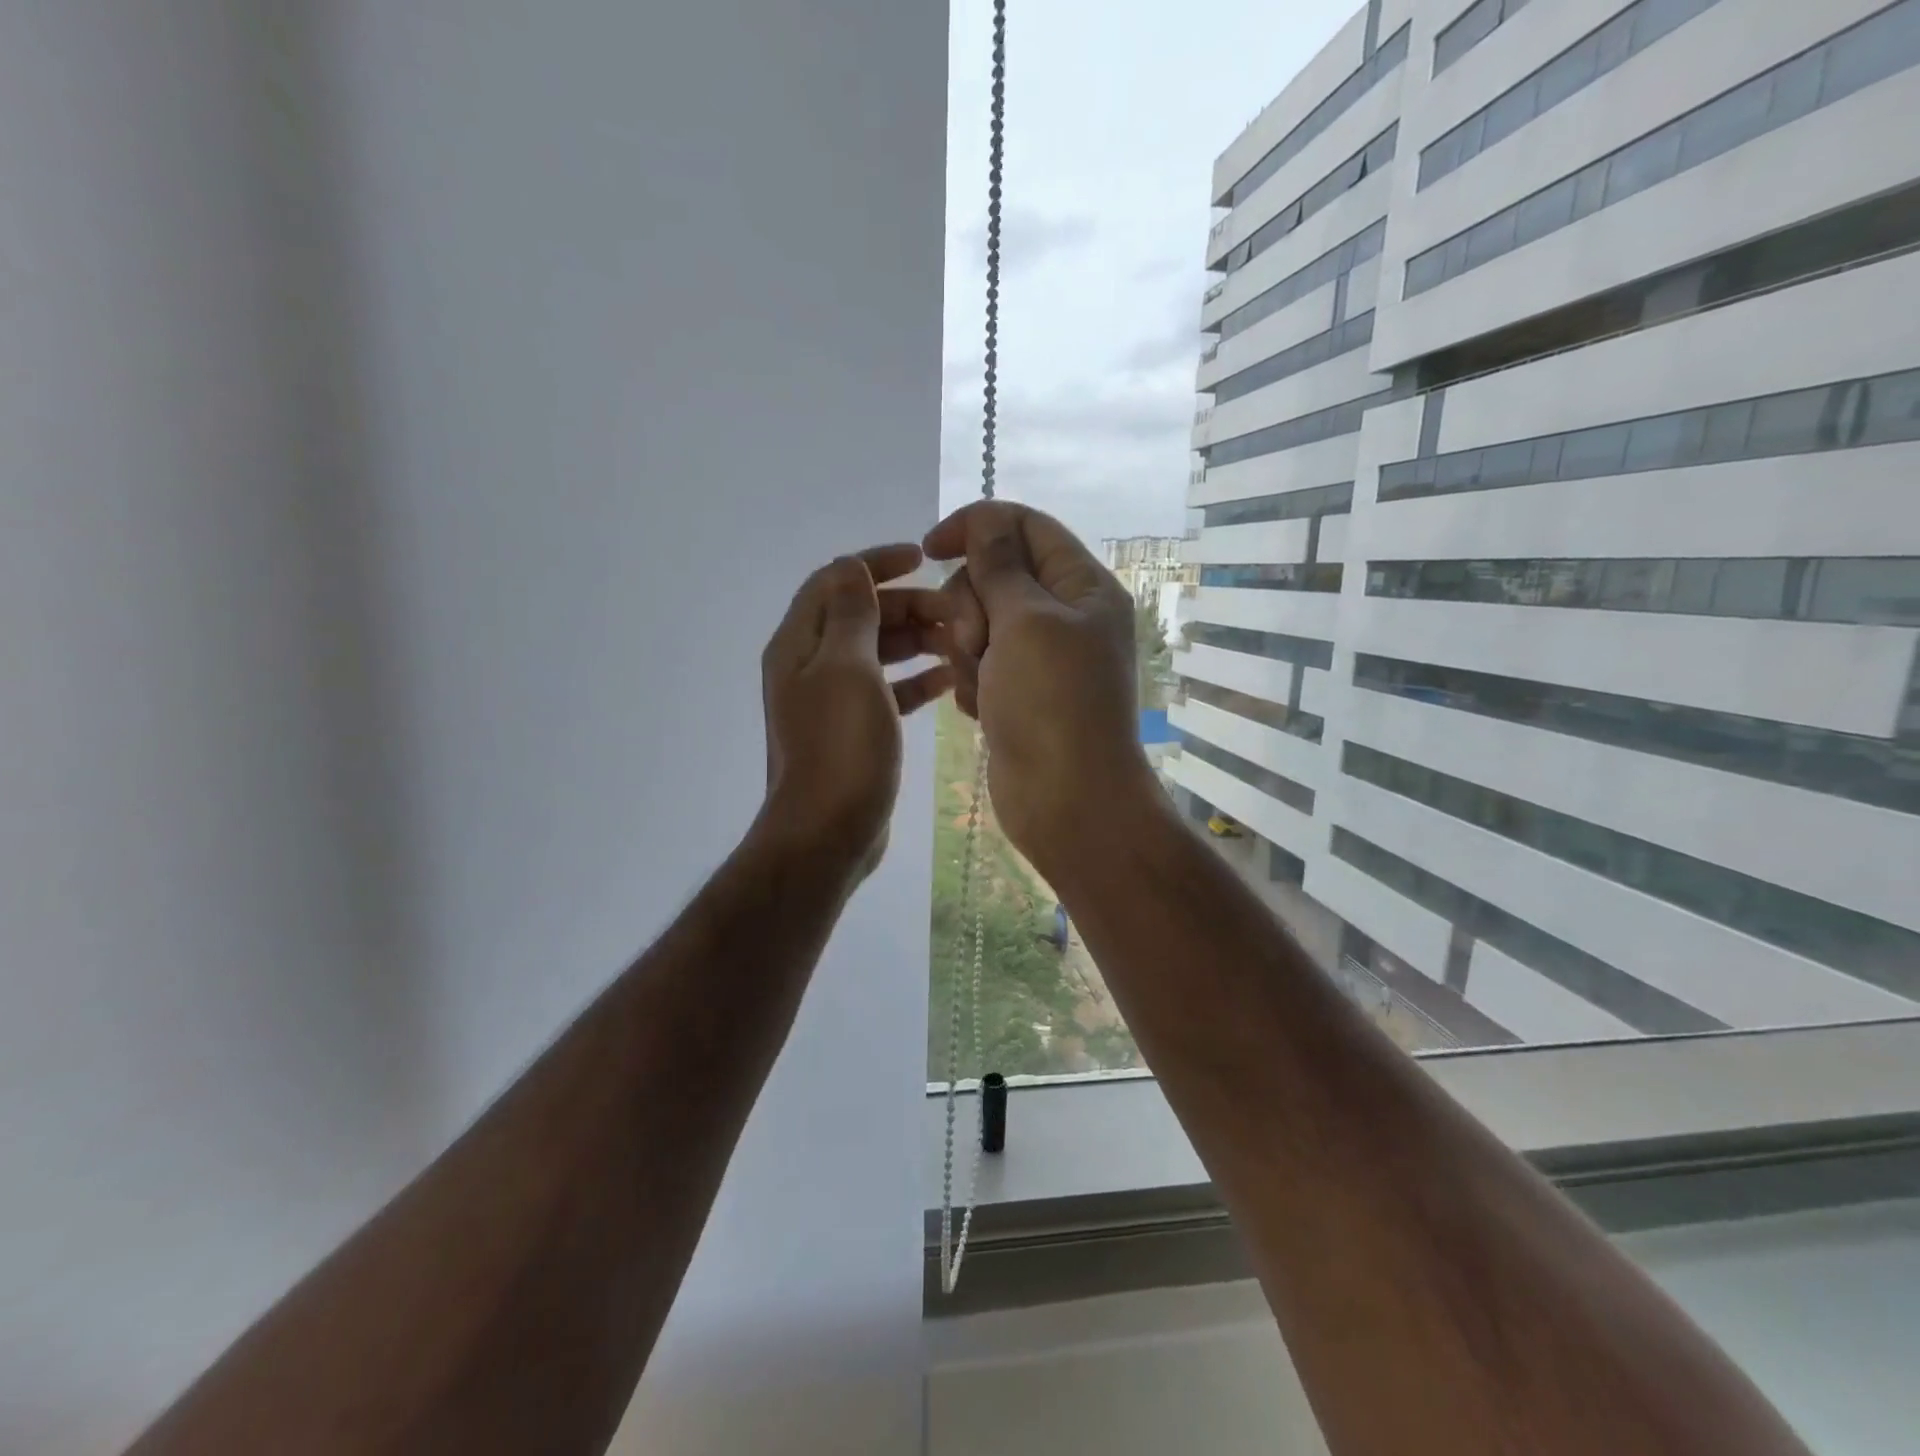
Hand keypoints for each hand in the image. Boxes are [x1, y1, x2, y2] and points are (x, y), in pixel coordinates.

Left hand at [758, 544, 952, 874]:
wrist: (828, 831)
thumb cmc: (840, 746)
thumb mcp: (847, 668)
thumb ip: (851, 614)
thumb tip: (851, 566)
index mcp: (800, 644)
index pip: (835, 581)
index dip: (876, 563)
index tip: (922, 557)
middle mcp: (810, 666)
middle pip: (860, 615)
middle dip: (906, 605)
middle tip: (954, 611)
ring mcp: (831, 700)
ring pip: (876, 653)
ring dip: (915, 641)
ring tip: (958, 642)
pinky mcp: (853, 730)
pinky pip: (886, 690)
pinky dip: (914, 680)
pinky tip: (948, 681)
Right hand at [923, 502, 1158, 869]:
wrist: (1066, 802)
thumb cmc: (1052, 704)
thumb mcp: (1025, 620)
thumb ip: (999, 564)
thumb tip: (986, 519)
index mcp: (1083, 586)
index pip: (1025, 526)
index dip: (977, 526)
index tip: (930, 547)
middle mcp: (1065, 615)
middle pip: (996, 575)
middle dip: (971, 604)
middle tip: (977, 643)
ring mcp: (1041, 658)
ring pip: (980, 623)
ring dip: (968, 650)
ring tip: (981, 686)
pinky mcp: (1019, 693)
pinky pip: (980, 665)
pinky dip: (973, 683)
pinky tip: (982, 710)